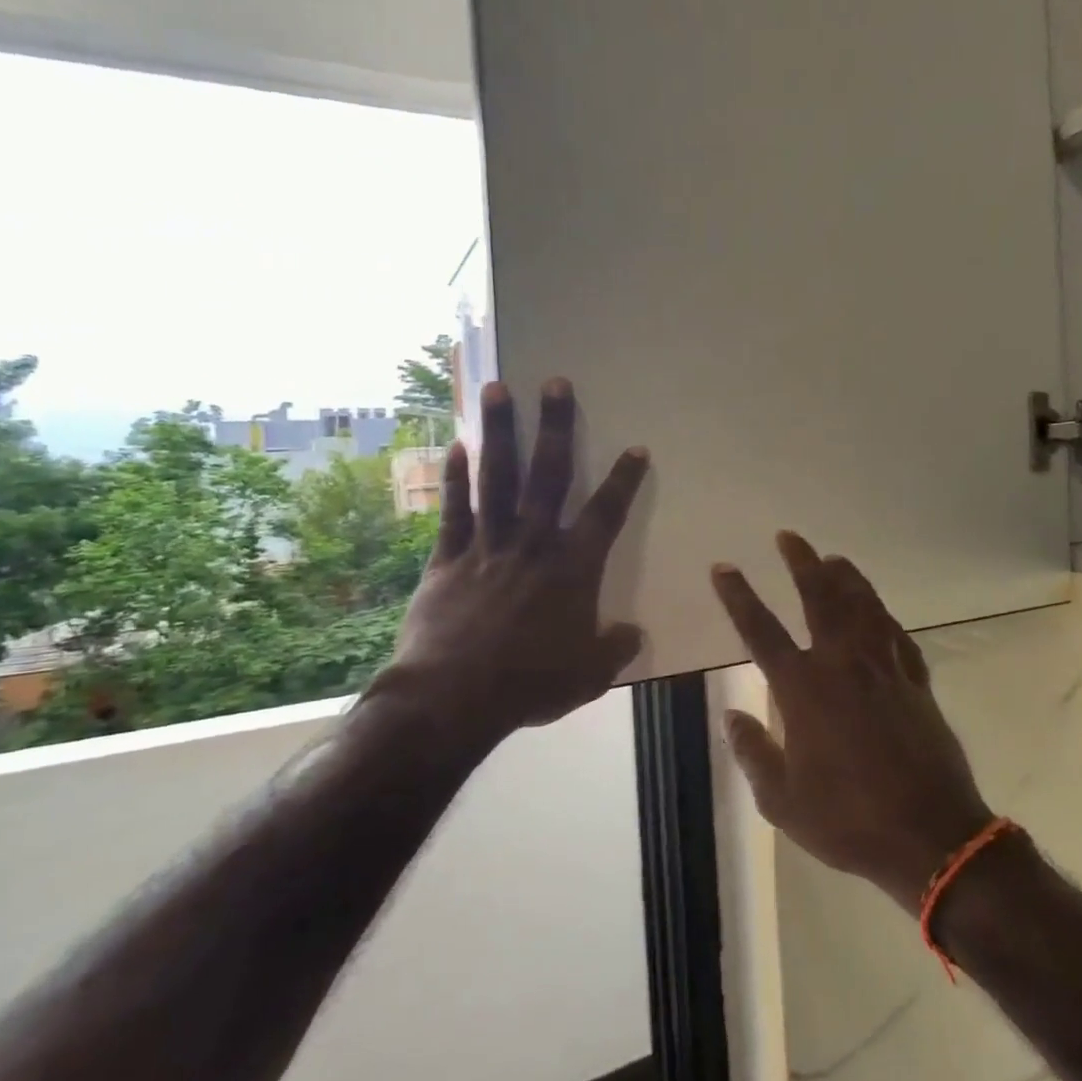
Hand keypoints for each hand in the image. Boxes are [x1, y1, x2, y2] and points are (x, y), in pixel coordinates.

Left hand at [382, 378, 648, 743]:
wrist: (454, 698)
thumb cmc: (530, 684)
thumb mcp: (589, 675)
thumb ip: (615, 648)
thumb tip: (633, 634)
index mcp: (573, 568)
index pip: (606, 513)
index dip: (624, 480)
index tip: (635, 448)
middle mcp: (533, 544)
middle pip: (548, 474)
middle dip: (555, 426)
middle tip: (555, 382)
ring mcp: (487, 546)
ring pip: (496, 478)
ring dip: (500, 432)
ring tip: (497, 388)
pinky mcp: (446, 558)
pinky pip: (453, 509)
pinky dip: (455, 477)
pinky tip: (457, 445)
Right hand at [711, 532, 994, 910]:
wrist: (930, 835)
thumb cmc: (848, 820)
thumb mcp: (782, 801)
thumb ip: (753, 752)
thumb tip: (731, 715)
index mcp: (803, 690)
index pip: (761, 631)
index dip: (739, 597)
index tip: (724, 568)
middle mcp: (842, 665)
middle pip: (820, 598)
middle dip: (801, 564)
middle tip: (789, 537)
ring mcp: (884, 668)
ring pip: (863, 606)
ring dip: (846, 577)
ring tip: (833, 558)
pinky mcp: (915, 681)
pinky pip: (896, 634)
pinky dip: (882, 614)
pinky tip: (877, 608)